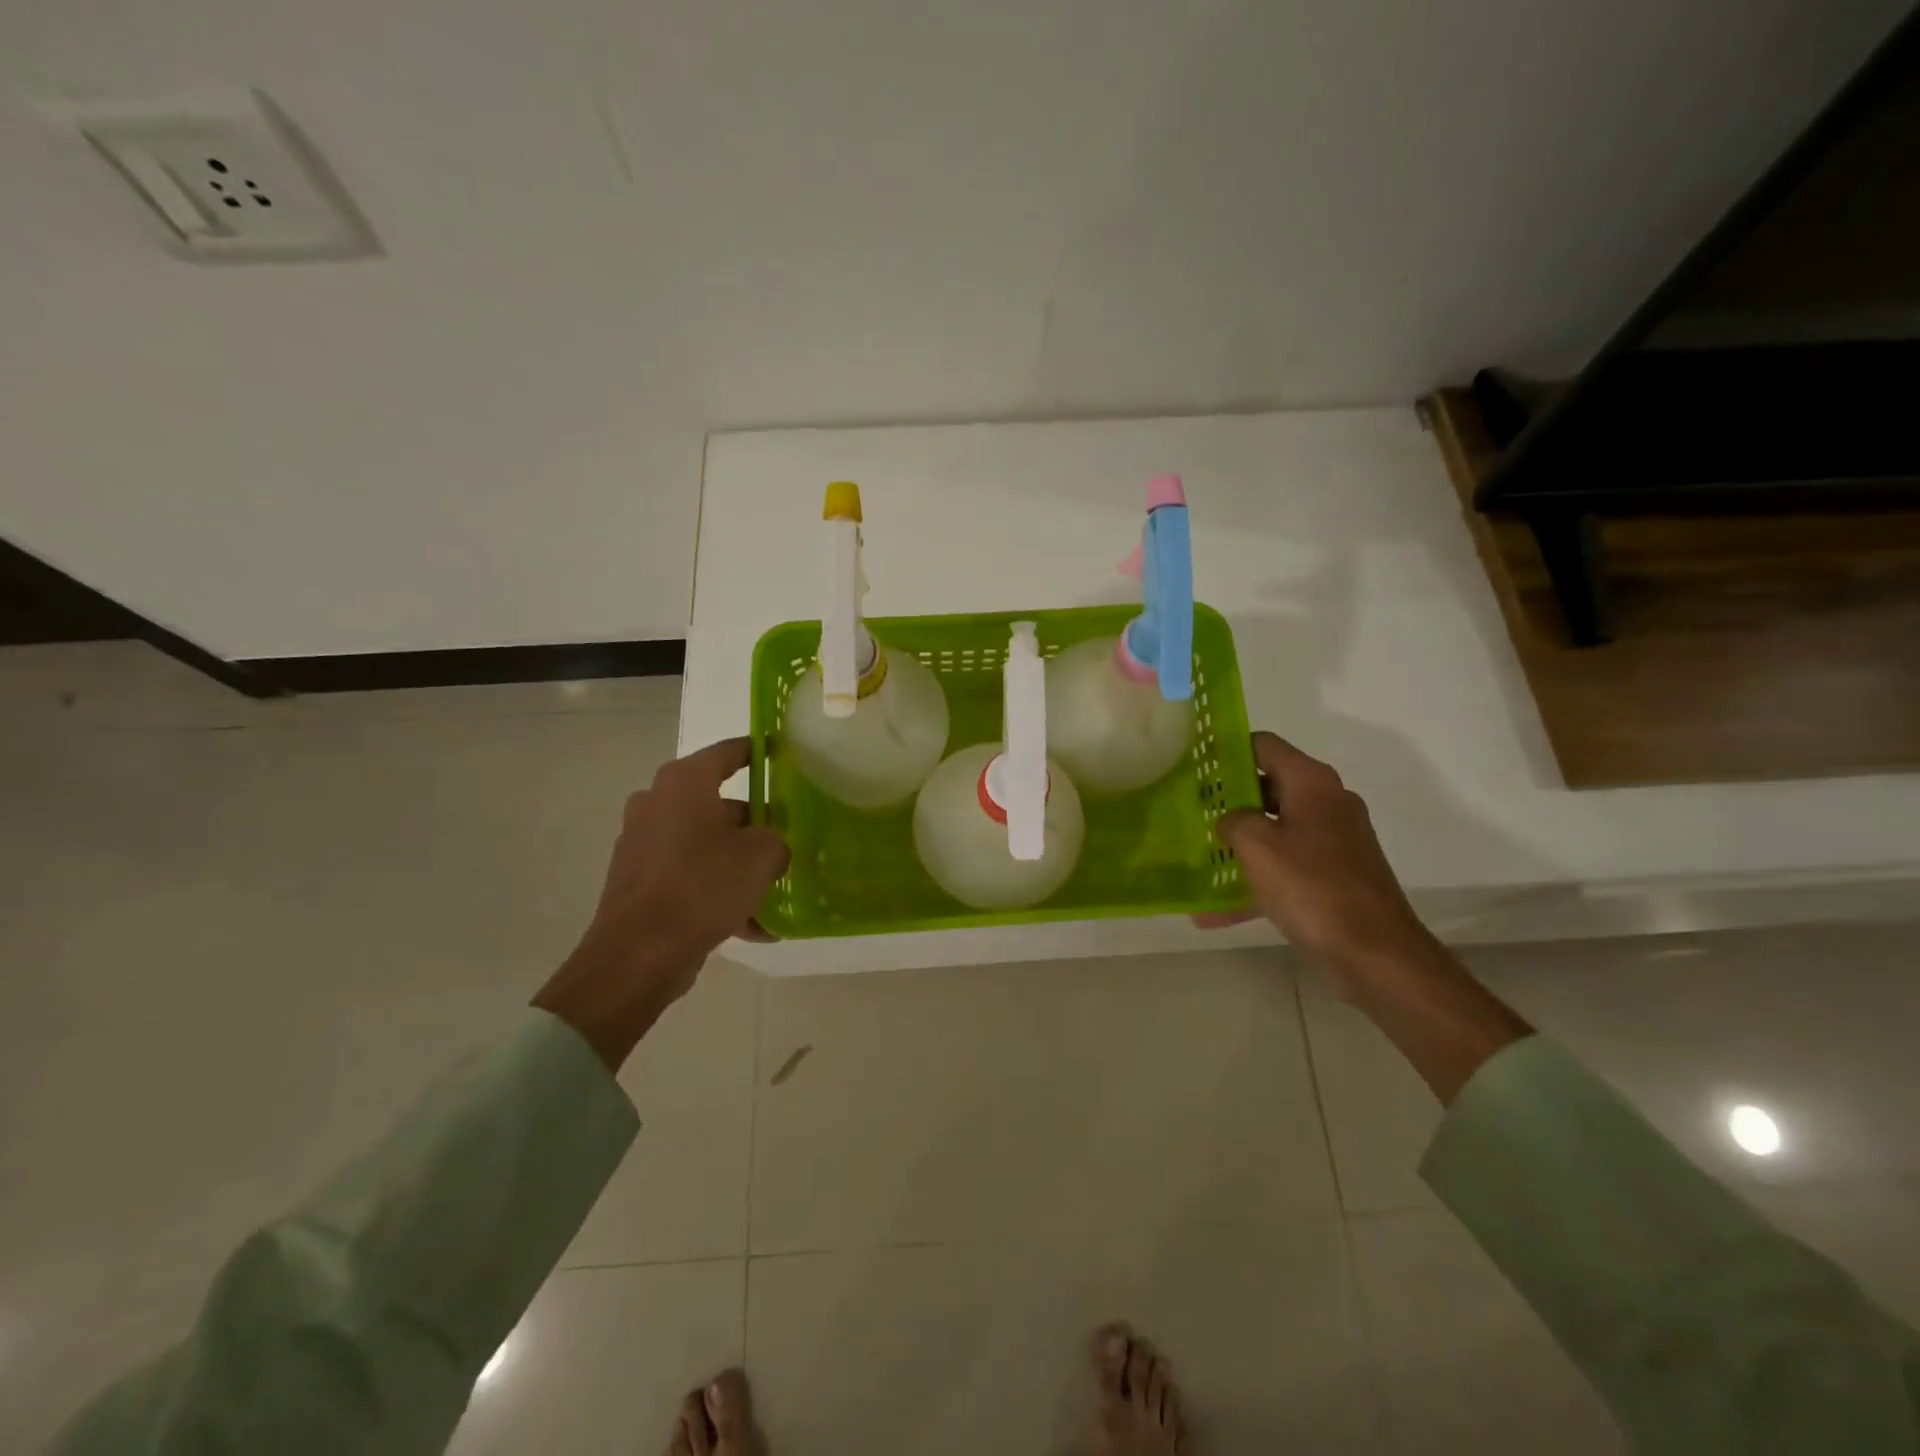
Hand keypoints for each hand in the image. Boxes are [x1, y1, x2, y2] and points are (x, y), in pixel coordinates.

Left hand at [534, 738, 788, 1068]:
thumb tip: (771, 846)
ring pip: (706, 844)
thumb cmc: (702, 887)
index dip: (757, 750)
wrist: (638, 955)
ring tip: (774, 892)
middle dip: (755, 825)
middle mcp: (658, 803)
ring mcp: (643, 843)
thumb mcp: (762, 857)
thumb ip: (776, 840)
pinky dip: (717, 892)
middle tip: (787, 839)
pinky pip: (690, 876)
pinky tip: (752, 926)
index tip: (780, 752)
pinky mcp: (639, 880)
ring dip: (739, 864)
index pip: (729, 752)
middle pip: (719, 804)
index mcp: (684, 783)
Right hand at [1200, 732, 1432, 981]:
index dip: (1228, 750)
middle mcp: (1327, 802)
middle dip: (1228, 801)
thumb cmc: (1311, 886)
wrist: (1374, 952)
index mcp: (1311, 782)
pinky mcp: (1336, 875)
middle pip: (1269, 787)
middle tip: (1191, 813)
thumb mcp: (1256, 845)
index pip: (1264, 745)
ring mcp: (1335, 840)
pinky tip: (1217, 912)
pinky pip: (1287, 867)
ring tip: (1200, 859)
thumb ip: (1233, 820)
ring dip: (1240, 845)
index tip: (1196, 765)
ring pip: (1276, 830)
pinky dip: (1258, 881)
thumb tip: (1230, 820)